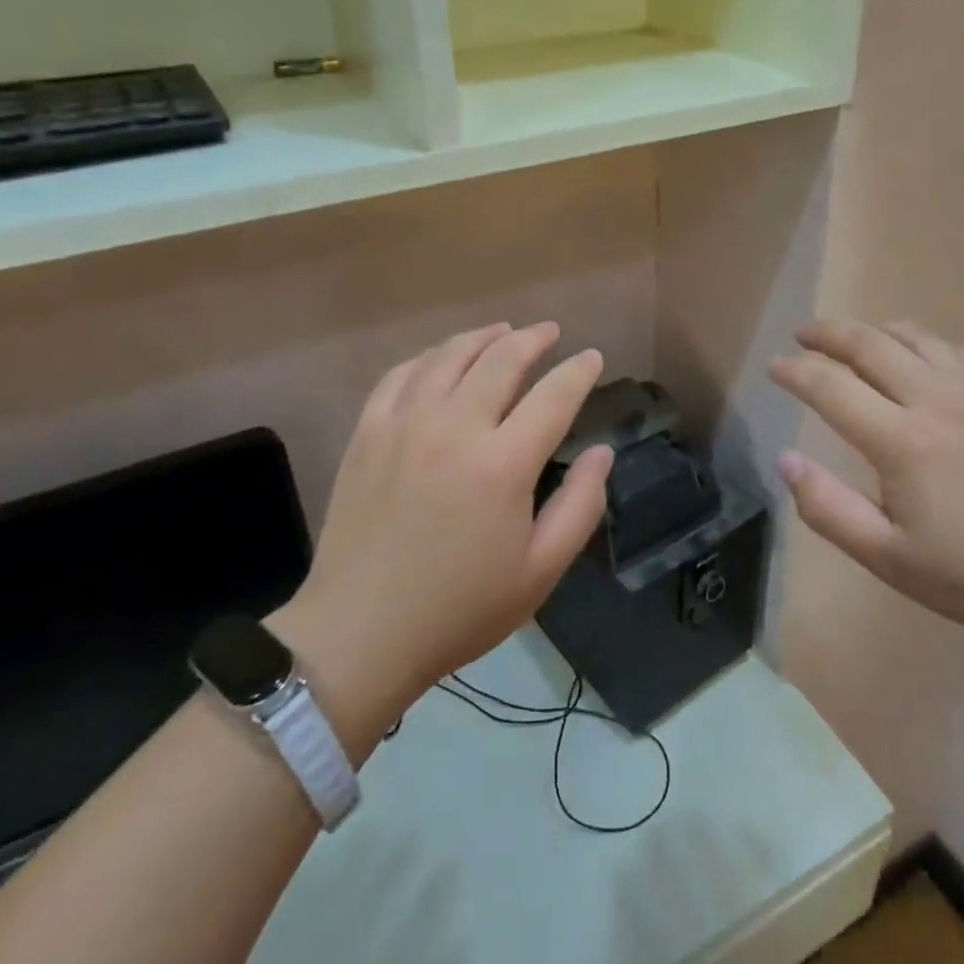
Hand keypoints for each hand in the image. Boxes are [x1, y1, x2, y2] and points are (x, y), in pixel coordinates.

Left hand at [270, 323, 611, 750]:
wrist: (360, 632)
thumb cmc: (460, 609)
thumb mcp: (540, 571)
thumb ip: (580, 505)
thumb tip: (603, 452)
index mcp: (503, 464)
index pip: (553, 396)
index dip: (579, 371)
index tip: (592, 357)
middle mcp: (454, 428)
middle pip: (501, 360)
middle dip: (533, 339)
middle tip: (550, 332)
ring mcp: (404, 424)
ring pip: (449, 356)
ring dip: (482, 337)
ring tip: (502, 331)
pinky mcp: (368, 432)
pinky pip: (401, 374)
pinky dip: (429, 357)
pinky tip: (441, 358)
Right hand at [770, 319, 963, 647]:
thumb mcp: (890, 559)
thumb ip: (828, 508)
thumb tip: (786, 460)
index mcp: (902, 441)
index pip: (830, 386)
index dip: (795, 372)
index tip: (775, 367)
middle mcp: (937, 399)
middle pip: (869, 344)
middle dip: (827, 334)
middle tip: (803, 336)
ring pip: (914, 336)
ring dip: (873, 331)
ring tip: (853, 340)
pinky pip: (955, 349)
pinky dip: (922, 342)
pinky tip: (918, 358)